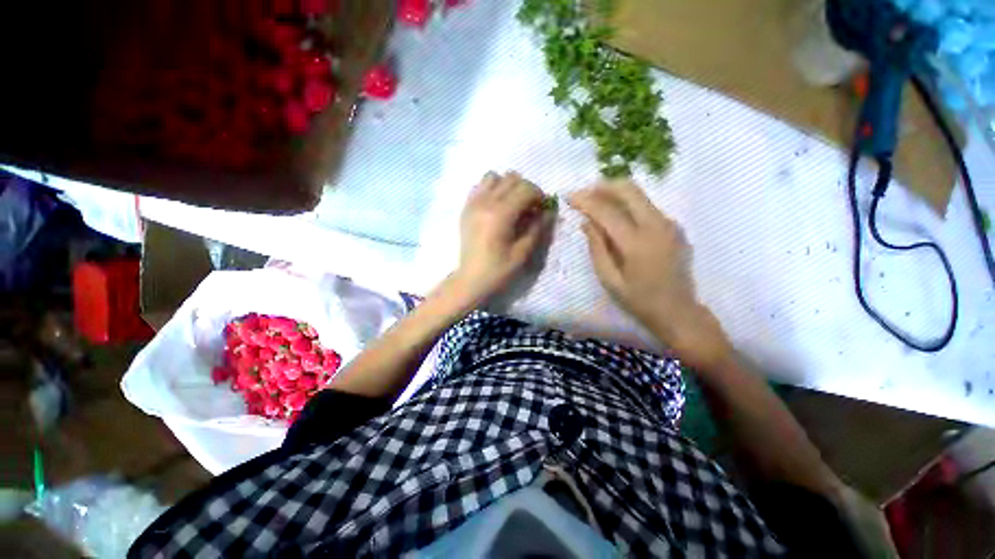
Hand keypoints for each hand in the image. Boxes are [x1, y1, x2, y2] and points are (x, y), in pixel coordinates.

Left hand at [453, 171, 551, 303]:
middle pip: (511, 178)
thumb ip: (537, 228)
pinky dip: (492, 189)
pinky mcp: (466, 207)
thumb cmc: (498, 270)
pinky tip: (496, 206)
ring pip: (494, 176)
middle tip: (530, 208)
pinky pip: (480, 186)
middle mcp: (485, 202)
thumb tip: (548, 211)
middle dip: (526, 189)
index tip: (542, 208)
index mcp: (500, 214)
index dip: (539, 195)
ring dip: (508, 186)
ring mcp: (473, 203)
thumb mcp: (523, 252)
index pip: (525, 188)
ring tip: (512, 204)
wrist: (471, 279)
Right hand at [569, 180, 731, 368]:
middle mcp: (656, 225)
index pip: (606, 211)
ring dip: (615, 193)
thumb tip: (586, 222)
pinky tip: (616, 217)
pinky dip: (627, 205)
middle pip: (629, 189)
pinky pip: (647, 206)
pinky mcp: (674, 227)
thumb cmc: (638, 300)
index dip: (585, 200)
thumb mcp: (609, 279)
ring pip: (639, 194)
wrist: (678, 311)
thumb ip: (596, 247)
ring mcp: (669, 224)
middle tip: (583, 194)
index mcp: (637, 243)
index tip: (569, 197)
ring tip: (595, 203)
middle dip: (602, 186)